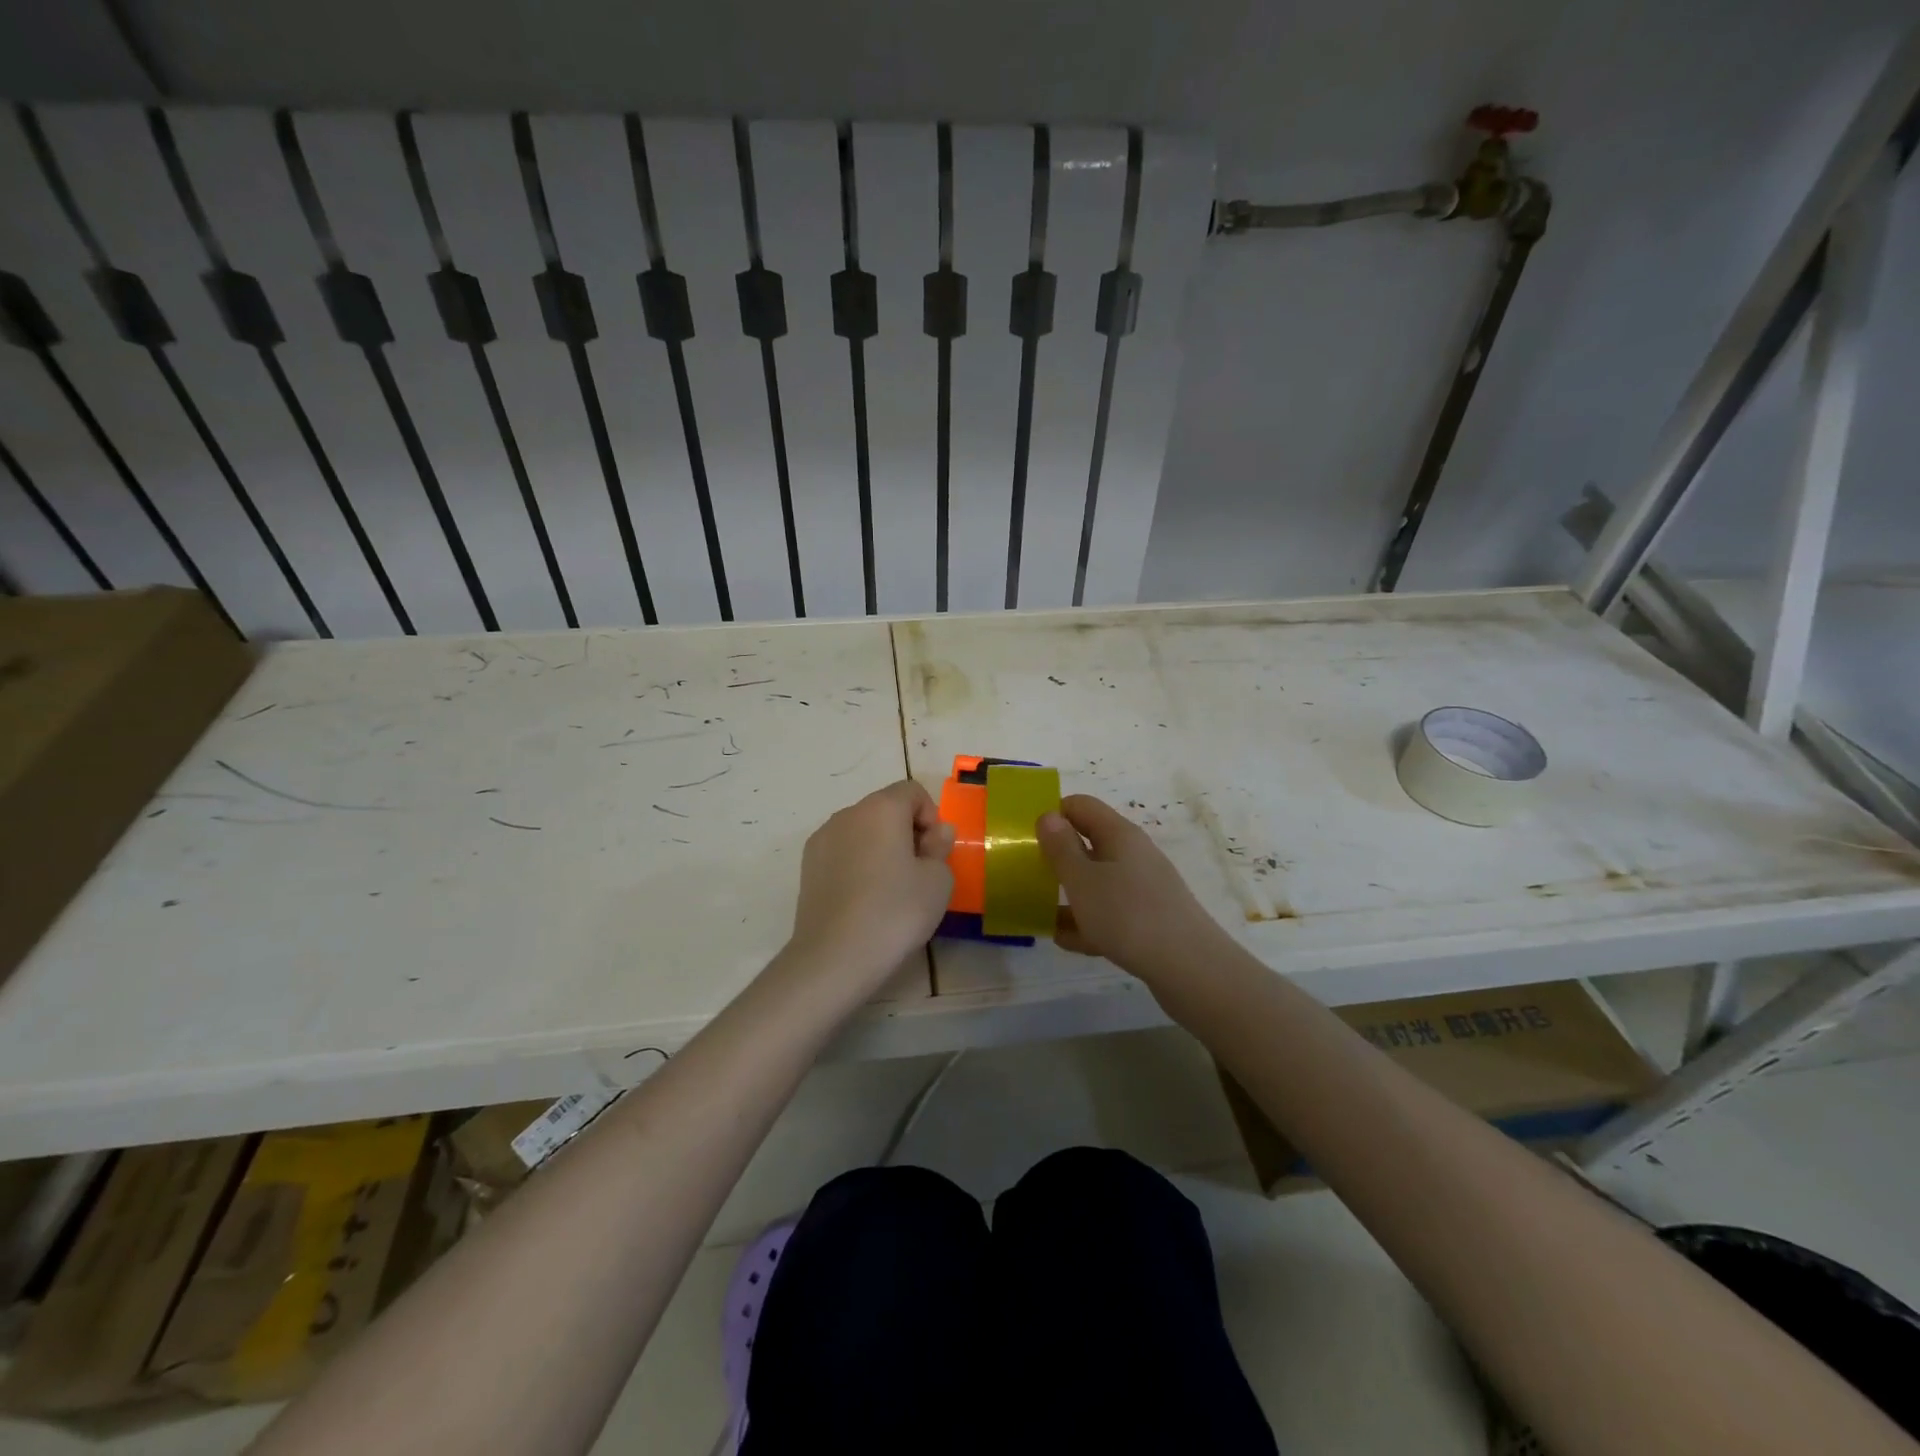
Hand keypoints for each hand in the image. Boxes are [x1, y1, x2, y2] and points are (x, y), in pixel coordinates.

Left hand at [785, 780, 955, 988]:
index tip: (934, 853)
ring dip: (881, 848)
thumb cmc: (895, 911)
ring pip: (862, 831)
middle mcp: (847, 814)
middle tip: (918, 873)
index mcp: (881, 808)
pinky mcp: (807, 866)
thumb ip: (940, 847)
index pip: (912, 791)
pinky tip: (864, 900)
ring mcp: (822, 839)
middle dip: (907, 832)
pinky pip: (843, 852)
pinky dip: (858, 864)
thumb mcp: (938, 880)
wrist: (834, 957)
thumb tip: (935, 833)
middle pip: (885, 809)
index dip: (931, 817)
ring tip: (890, 890)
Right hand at [1037, 794, 1227, 982]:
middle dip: (1058, 856)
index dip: (1053, 814)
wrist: (1189, 969)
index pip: (1081, 806)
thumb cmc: (1128, 915)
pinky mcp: (1148, 921)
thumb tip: (1049, 816)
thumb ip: (1061, 848)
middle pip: (1089, 844)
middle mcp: (1133, 855)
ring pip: (1098, 882)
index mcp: (1119, 835)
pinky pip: (1109, 913)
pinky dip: (1087, 922)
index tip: (1026, 836)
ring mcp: (1143, 889)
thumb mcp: (1083, 880)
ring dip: (1069, 893)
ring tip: (1038, 909)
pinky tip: (1064, 940)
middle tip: (1026, 873)